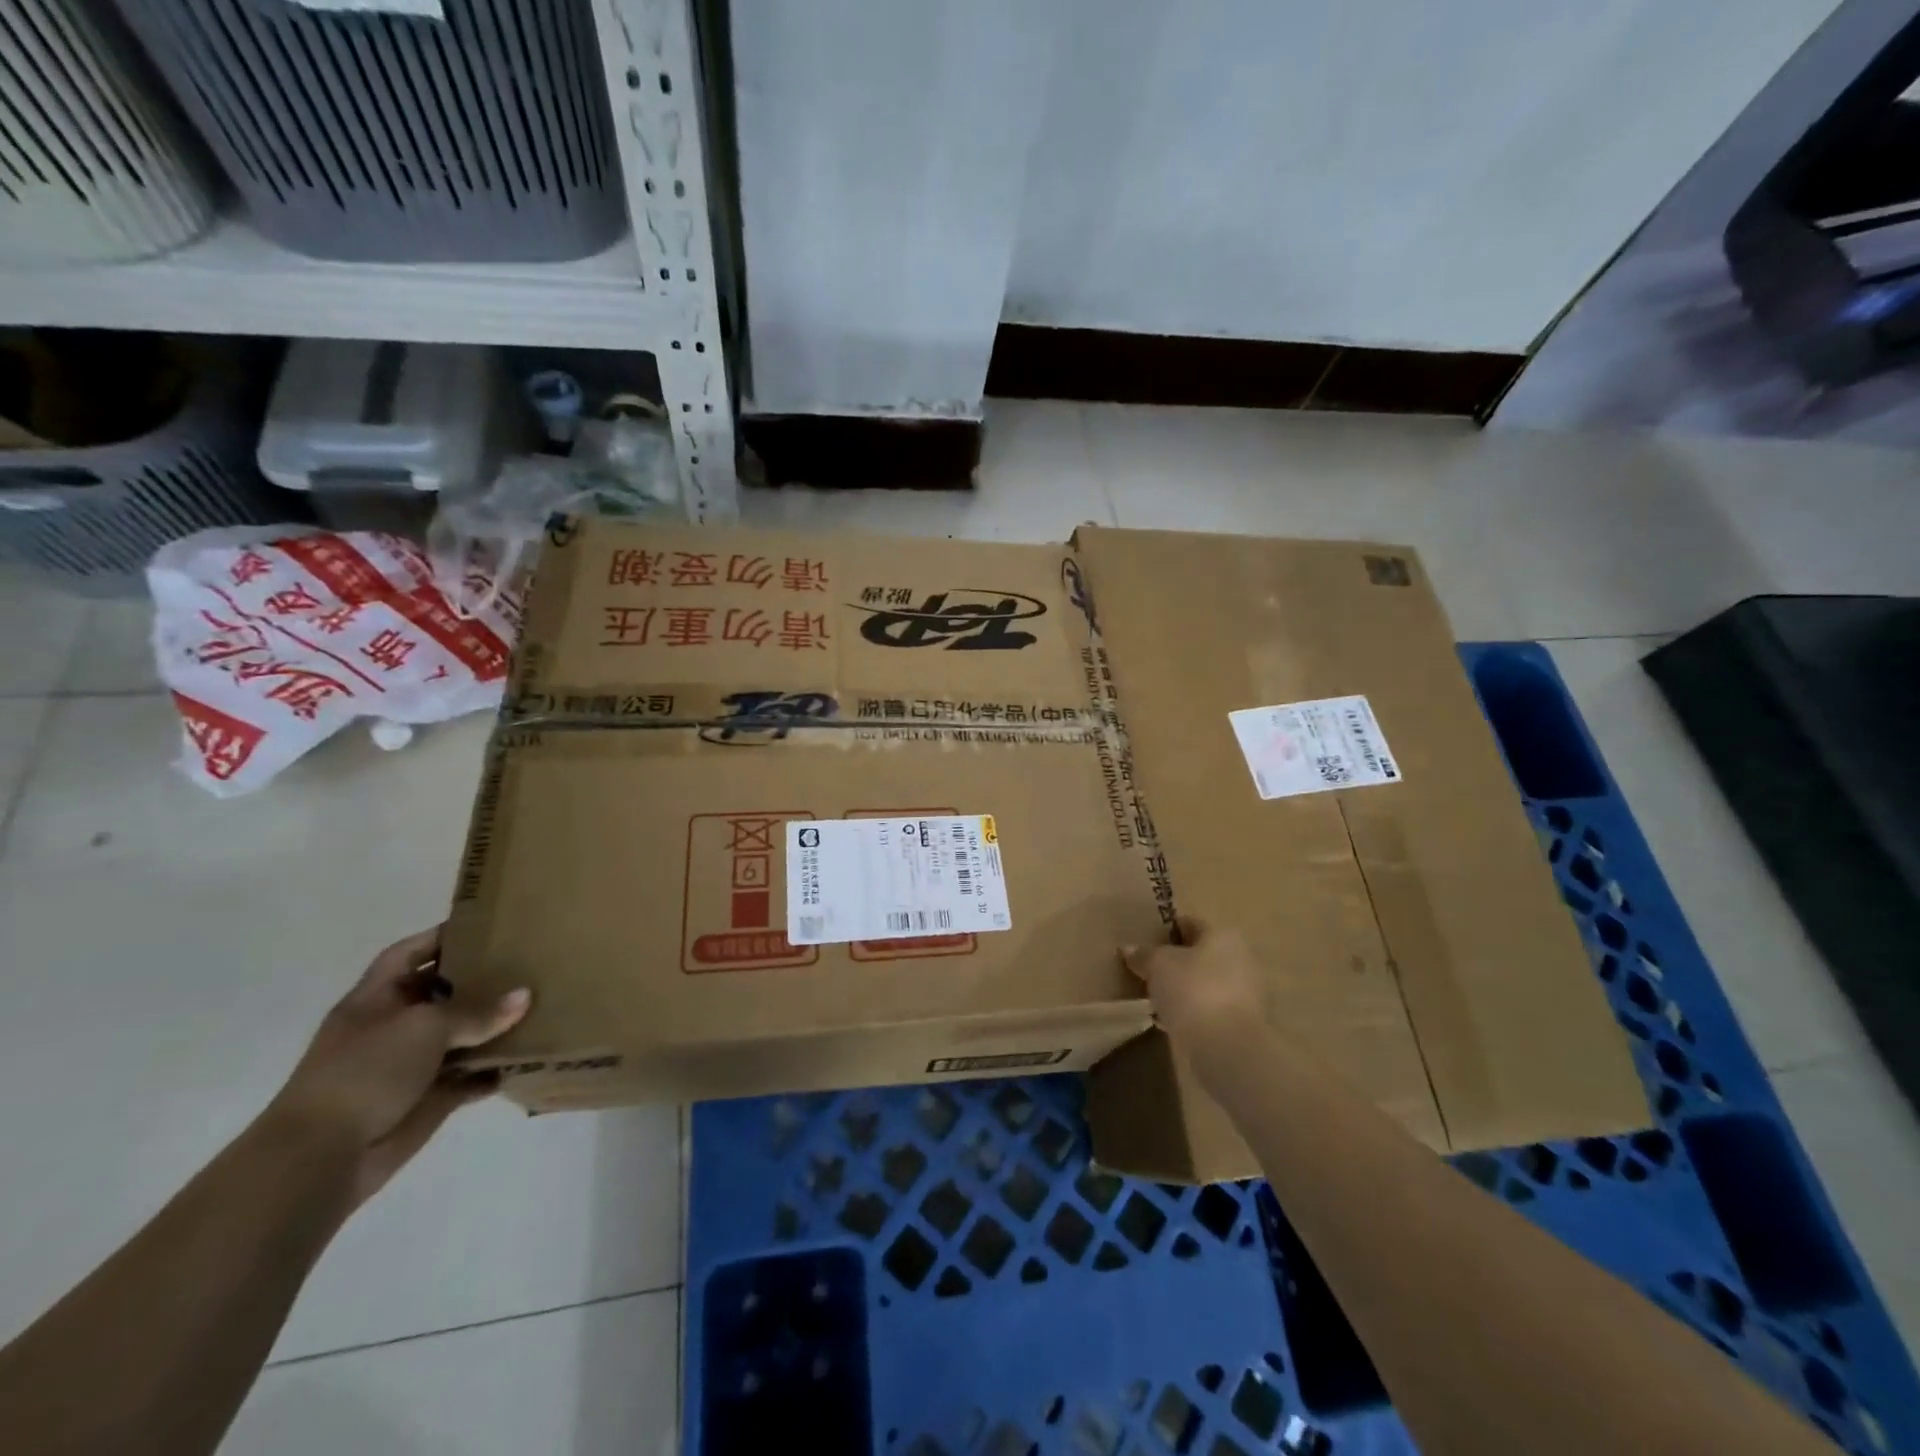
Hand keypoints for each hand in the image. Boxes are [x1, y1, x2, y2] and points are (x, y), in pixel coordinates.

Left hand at [266, 926, 530, 1204]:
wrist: (322, 1157)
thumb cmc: (365, 1072)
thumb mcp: (424, 1026)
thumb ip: (477, 1011)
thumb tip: (525, 996)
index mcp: (376, 1000)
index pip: (408, 954)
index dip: (440, 936)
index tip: (487, 926)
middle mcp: (393, 1027)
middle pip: (442, 993)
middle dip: (480, 980)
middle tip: (528, 963)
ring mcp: (410, 1065)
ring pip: (461, 1036)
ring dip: (494, 1027)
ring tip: (540, 1007)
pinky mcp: (428, 1098)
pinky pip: (469, 1078)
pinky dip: (493, 1071)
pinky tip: (526, 1058)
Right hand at [1121, 917, 1264, 1042]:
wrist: (1226, 1048)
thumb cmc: (1192, 990)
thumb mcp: (1157, 965)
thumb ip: (1143, 954)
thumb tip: (1128, 948)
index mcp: (1224, 935)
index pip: (1190, 923)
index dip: (1166, 930)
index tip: (1145, 941)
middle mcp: (1241, 959)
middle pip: (1200, 954)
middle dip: (1176, 962)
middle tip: (1147, 970)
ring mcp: (1245, 994)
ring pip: (1205, 983)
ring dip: (1183, 989)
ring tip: (1155, 998)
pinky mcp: (1242, 1024)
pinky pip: (1209, 1009)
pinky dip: (1191, 1012)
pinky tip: (1169, 1021)